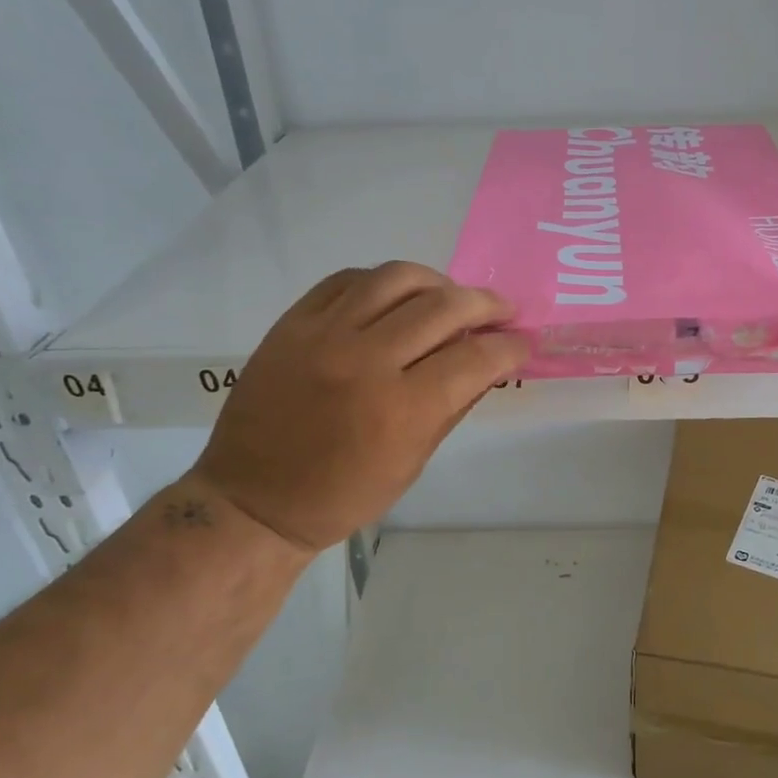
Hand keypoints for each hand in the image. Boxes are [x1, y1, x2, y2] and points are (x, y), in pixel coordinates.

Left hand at [193, 262, 526, 551]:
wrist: (254, 500)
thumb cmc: (342, 496)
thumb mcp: (412, 463)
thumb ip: (454, 405)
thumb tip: (490, 362)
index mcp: (400, 410)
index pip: (476, 358)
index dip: (511, 346)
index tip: (524, 342)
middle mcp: (365, 361)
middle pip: (444, 307)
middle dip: (487, 304)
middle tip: (502, 311)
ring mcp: (324, 336)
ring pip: (397, 278)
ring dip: (438, 282)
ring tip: (451, 297)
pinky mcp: (292, 323)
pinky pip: (348, 279)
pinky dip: (384, 282)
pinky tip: (398, 297)